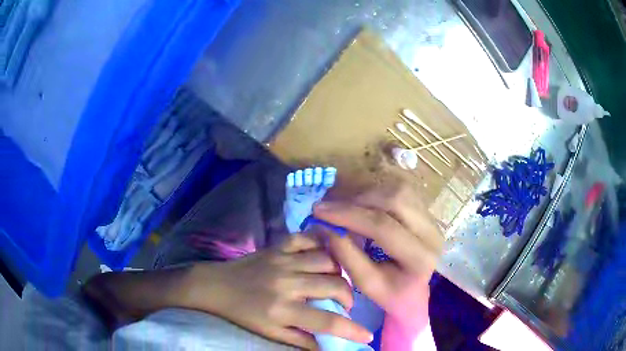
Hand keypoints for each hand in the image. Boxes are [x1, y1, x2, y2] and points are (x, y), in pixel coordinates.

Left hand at [183, 234, 372, 349]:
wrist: (216, 286)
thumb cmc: (243, 313)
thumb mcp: (269, 332)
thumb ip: (300, 340)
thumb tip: (327, 348)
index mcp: (282, 310)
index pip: (327, 321)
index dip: (352, 330)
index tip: (367, 335)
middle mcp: (286, 283)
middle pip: (334, 285)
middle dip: (348, 297)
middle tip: (343, 304)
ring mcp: (282, 260)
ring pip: (327, 259)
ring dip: (339, 271)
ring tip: (334, 280)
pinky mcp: (277, 246)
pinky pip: (308, 238)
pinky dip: (322, 243)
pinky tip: (325, 253)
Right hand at [313, 183, 443, 332]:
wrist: (416, 291)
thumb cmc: (391, 293)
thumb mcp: (366, 284)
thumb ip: (347, 256)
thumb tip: (327, 227)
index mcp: (420, 258)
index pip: (384, 227)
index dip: (349, 215)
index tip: (319, 211)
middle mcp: (431, 232)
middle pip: (396, 199)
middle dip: (358, 200)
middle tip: (330, 207)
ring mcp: (431, 218)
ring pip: (398, 189)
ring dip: (367, 194)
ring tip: (344, 206)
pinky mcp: (426, 210)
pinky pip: (400, 190)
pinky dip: (376, 192)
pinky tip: (361, 204)